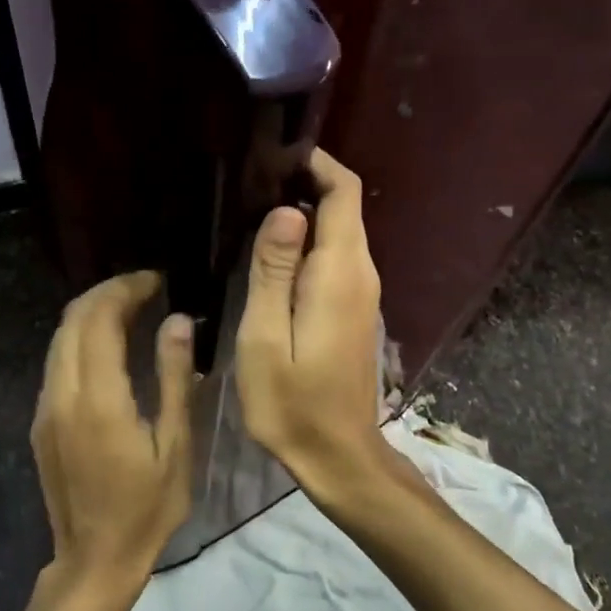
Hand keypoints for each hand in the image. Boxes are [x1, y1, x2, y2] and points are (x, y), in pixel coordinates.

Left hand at [31, 271, 194, 606]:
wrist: (94, 560)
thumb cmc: (147, 509)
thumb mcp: (176, 446)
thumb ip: (174, 378)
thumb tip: (177, 320)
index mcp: (98, 400)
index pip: (99, 319)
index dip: (126, 289)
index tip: (156, 281)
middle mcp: (62, 394)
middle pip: (72, 319)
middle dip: (106, 293)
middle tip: (145, 289)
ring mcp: (45, 408)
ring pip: (59, 338)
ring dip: (91, 314)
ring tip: (130, 310)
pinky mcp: (41, 421)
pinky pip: (56, 362)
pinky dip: (80, 339)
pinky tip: (108, 347)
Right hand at [235, 149, 386, 487]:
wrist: (338, 456)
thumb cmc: (293, 403)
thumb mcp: (266, 338)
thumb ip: (274, 271)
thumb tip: (285, 211)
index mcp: (339, 273)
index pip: (342, 193)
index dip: (315, 162)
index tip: (272, 154)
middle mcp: (360, 273)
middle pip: (343, 206)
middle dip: (303, 182)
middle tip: (248, 180)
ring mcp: (362, 293)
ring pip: (339, 231)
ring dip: (302, 213)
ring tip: (250, 211)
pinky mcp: (354, 310)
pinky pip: (335, 258)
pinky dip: (308, 242)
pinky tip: (269, 254)